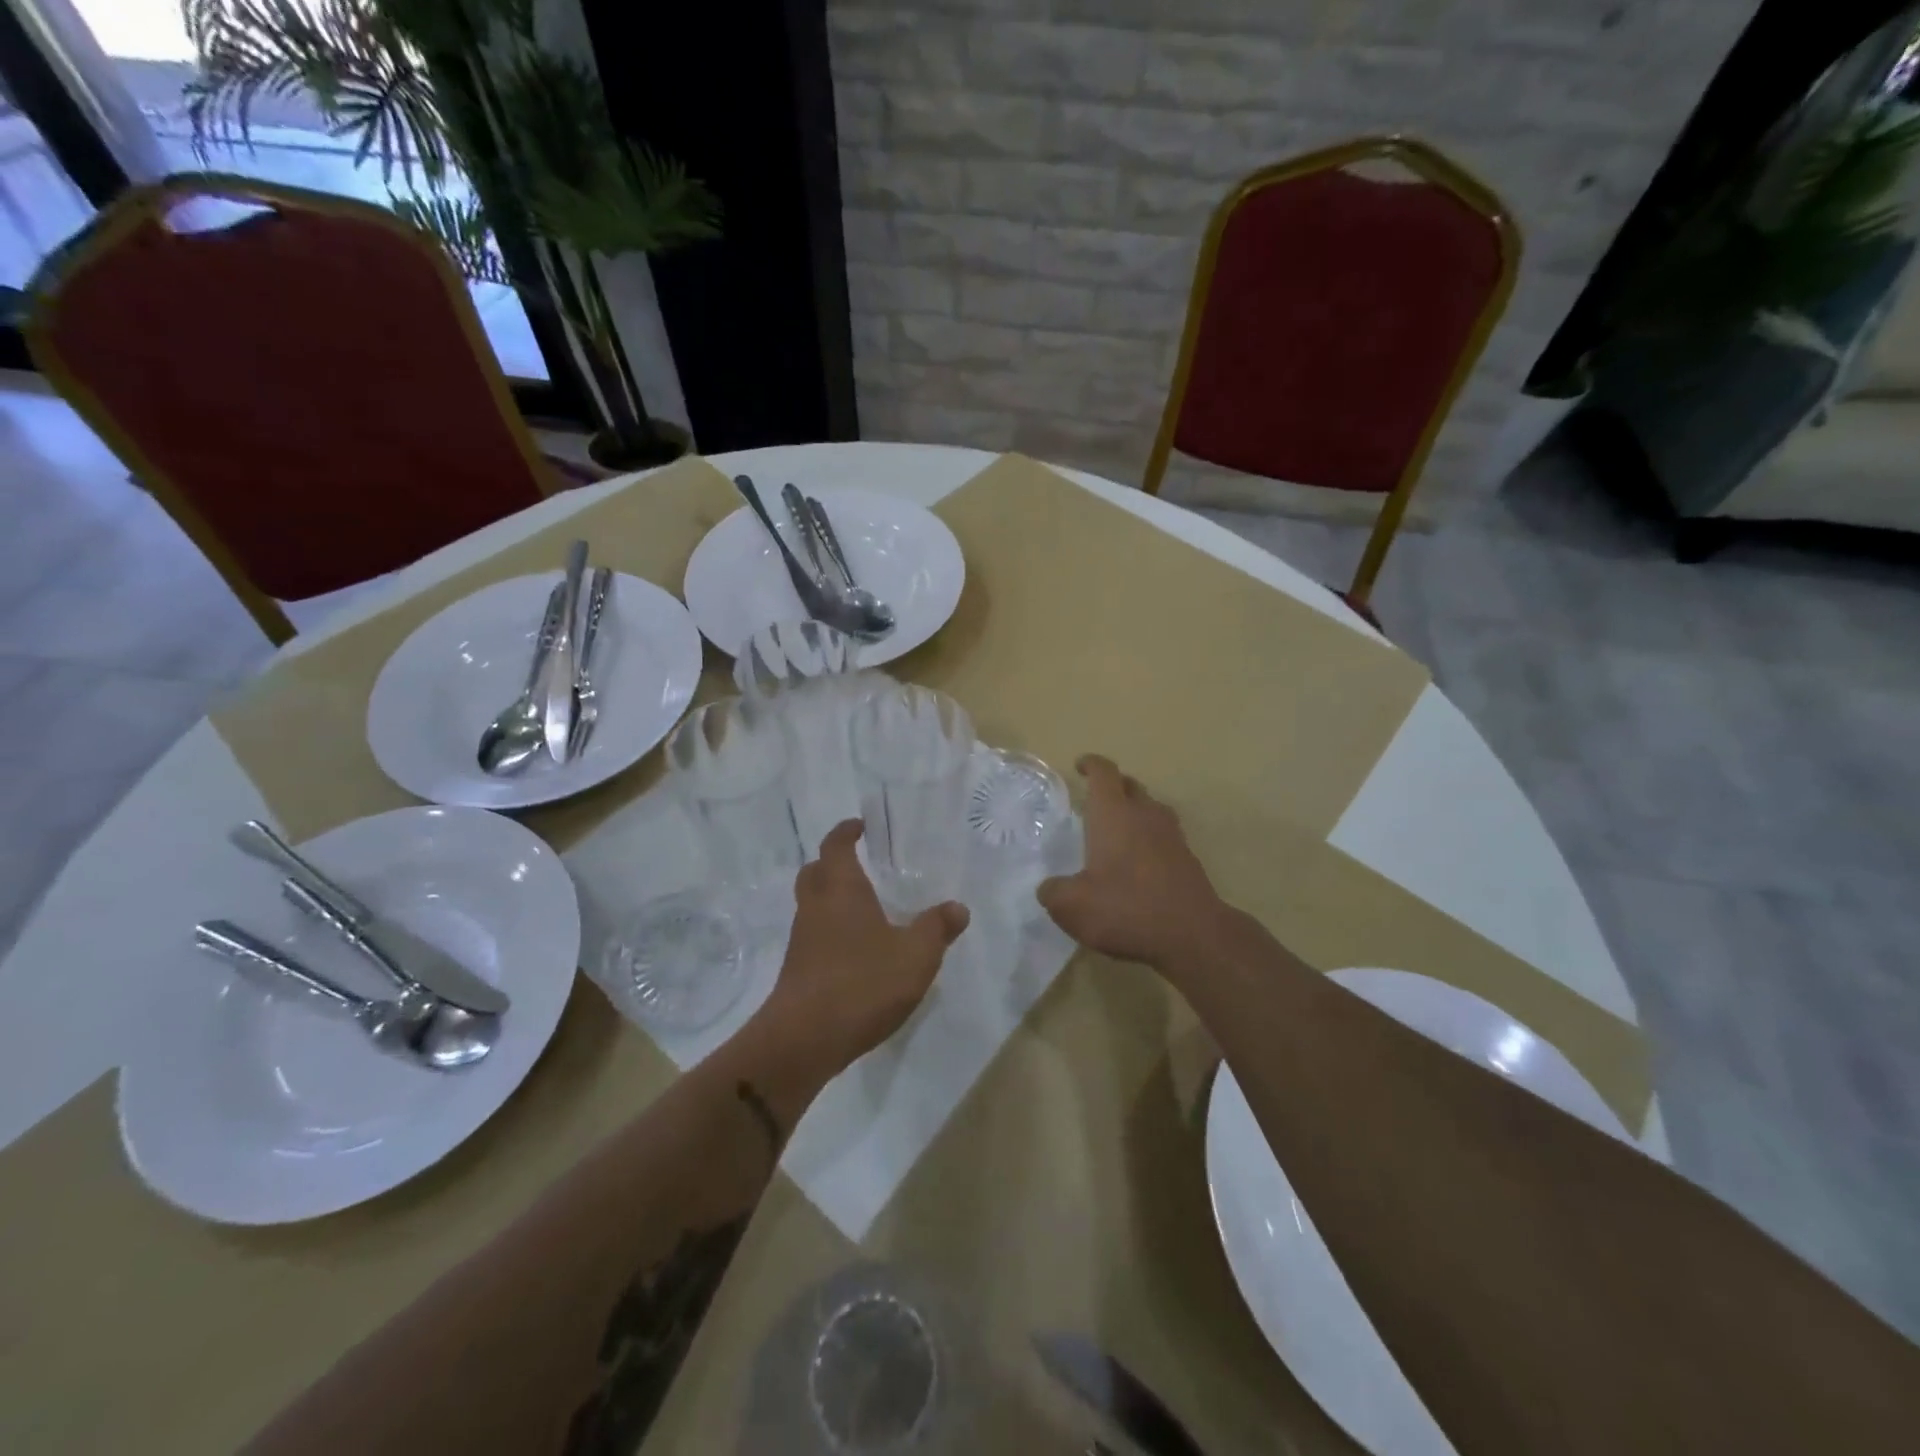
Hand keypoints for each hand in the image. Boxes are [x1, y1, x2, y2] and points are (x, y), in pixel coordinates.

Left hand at [747, 821, 968, 1090]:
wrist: (804, 1040)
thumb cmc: (862, 983)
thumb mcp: (915, 956)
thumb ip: (936, 928)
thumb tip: (957, 907)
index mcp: (841, 890)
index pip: (836, 846)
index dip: (846, 832)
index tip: (859, 826)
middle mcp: (815, 907)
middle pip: (815, 872)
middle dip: (832, 863)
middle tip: (858, 864)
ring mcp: (801, 940)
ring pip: (812, 905)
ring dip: (831, 900)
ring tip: (865, 910)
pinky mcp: (797, 971)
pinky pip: (814, 936)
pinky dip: (831, 932)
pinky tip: (857, 952)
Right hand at [1038, 755, 1227, 972]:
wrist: (1193, 935)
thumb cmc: (1125, 909)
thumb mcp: (1071, 906)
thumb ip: (1053, 892)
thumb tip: (1050, 887)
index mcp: (1114, 814)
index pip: (1104, 773)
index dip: (1091, 765)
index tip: (1080, 766)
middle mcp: (1145, 815)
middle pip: (1130, 785)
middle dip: (1113, 786)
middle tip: (1095, 799)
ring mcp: (1172, 836)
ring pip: (1151, 809)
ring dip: (1134, 811)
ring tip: (1117, 830)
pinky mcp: (1188, 860)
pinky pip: (1164, 836)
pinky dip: (1149, 840)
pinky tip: (1137, 864)